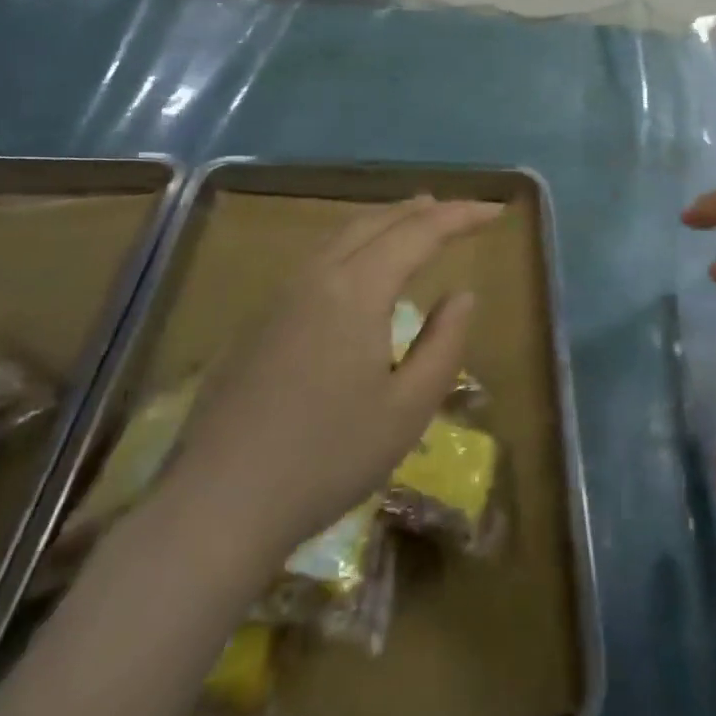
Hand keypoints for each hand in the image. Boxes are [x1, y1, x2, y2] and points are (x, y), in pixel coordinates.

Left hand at [164, 195, 502, 559]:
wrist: (219, 504)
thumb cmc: (328, 457)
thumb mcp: (408, 409)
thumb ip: (444, 343)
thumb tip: (463, 294)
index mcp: (357, 289)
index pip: (419, 233)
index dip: (461, 216)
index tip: (496, 211)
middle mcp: (317, 276)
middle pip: (376, 222)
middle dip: (422, 210)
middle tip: (458, 211)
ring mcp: (280, 296)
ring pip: (340, 235)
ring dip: (384, 221)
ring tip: (413, 220)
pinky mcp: (258, 320)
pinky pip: (317, 257)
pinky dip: (353, 242)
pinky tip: (358, 264)